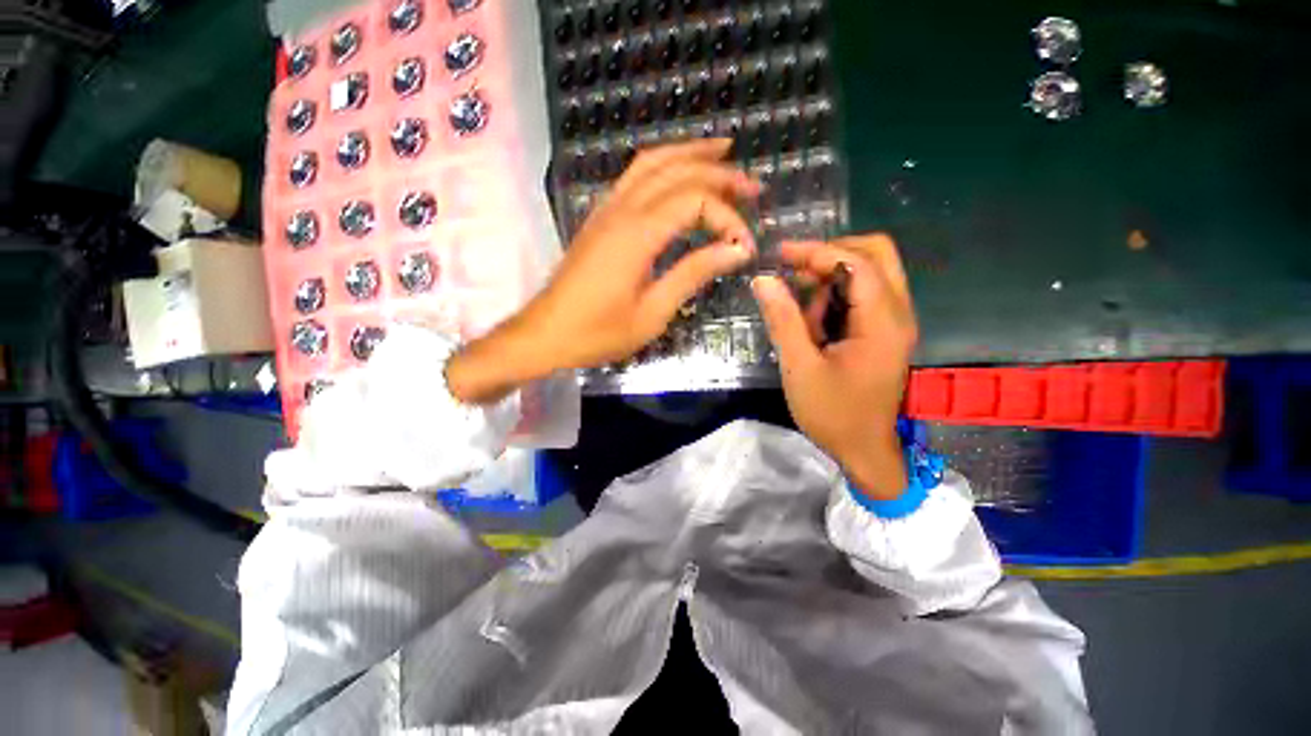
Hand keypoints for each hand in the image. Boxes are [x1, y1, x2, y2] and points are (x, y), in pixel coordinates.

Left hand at [448, 139, 759, 402]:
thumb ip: (692, 274)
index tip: (746, 248)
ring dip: (689, 152)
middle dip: (719, 172)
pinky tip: (677, 172)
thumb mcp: (652, 313)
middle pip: (676, 170)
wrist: (546, 334)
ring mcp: (606, 210)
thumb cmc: (598, 332)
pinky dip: (662, 164)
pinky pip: (634, 176)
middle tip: (752, 185)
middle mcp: (622, 210)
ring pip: (651, 162)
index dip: (727, 219)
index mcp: (637, 235)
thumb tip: (735, 251)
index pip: (695, 202)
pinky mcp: (599, 219)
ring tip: (722, 151)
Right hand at [751, 235, 918, 499]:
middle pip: (877, 254)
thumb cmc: (832, 414)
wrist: (864, 451)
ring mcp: (895, 323)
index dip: (817, 252)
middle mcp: (898, 314)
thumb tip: (763, 280)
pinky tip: (813, 323)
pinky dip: (836, 297)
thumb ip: (783, 320)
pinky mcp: (885, 332)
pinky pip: (864, 296)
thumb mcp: (800, 367)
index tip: (780, 254)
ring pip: (870, 272)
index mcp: (882, 323)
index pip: (857, 263)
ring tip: (800, 311)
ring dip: (831, 279)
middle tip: (794, 268)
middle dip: (831, 254)